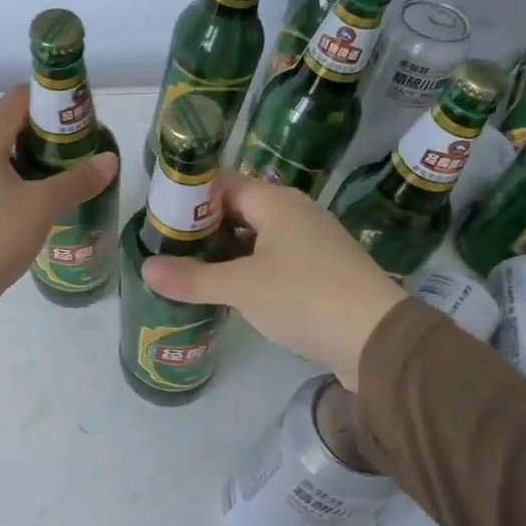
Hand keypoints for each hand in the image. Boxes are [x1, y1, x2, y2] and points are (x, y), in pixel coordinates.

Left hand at [0, 86, 118, 314]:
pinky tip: (32, 207)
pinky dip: (11, 186)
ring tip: (60, 180)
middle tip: (76, 152)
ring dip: (28, 164)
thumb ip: (77, 181)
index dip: (48, 100)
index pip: (15, 100)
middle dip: (43, 136)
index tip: (76, 117)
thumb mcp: (42, 206)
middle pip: (7, 129)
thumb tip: (110, 160)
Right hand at [142, 172, 403, 388]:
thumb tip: (146, 269)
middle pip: (238, 209)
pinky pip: (274, 259)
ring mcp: (312, 242)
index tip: (158, 218)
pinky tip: (229, 289)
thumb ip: (192, 278)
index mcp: (276, 202)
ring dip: (225, 250)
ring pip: (256, 236)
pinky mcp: (322, 271)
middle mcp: (295, 213)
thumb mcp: (241, 287)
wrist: (378, 341)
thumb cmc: (305, 298)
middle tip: (166, 246)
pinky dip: (248, 268)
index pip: (222, 183)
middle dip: (203, 227)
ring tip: (189, 268)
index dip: (189, 197)